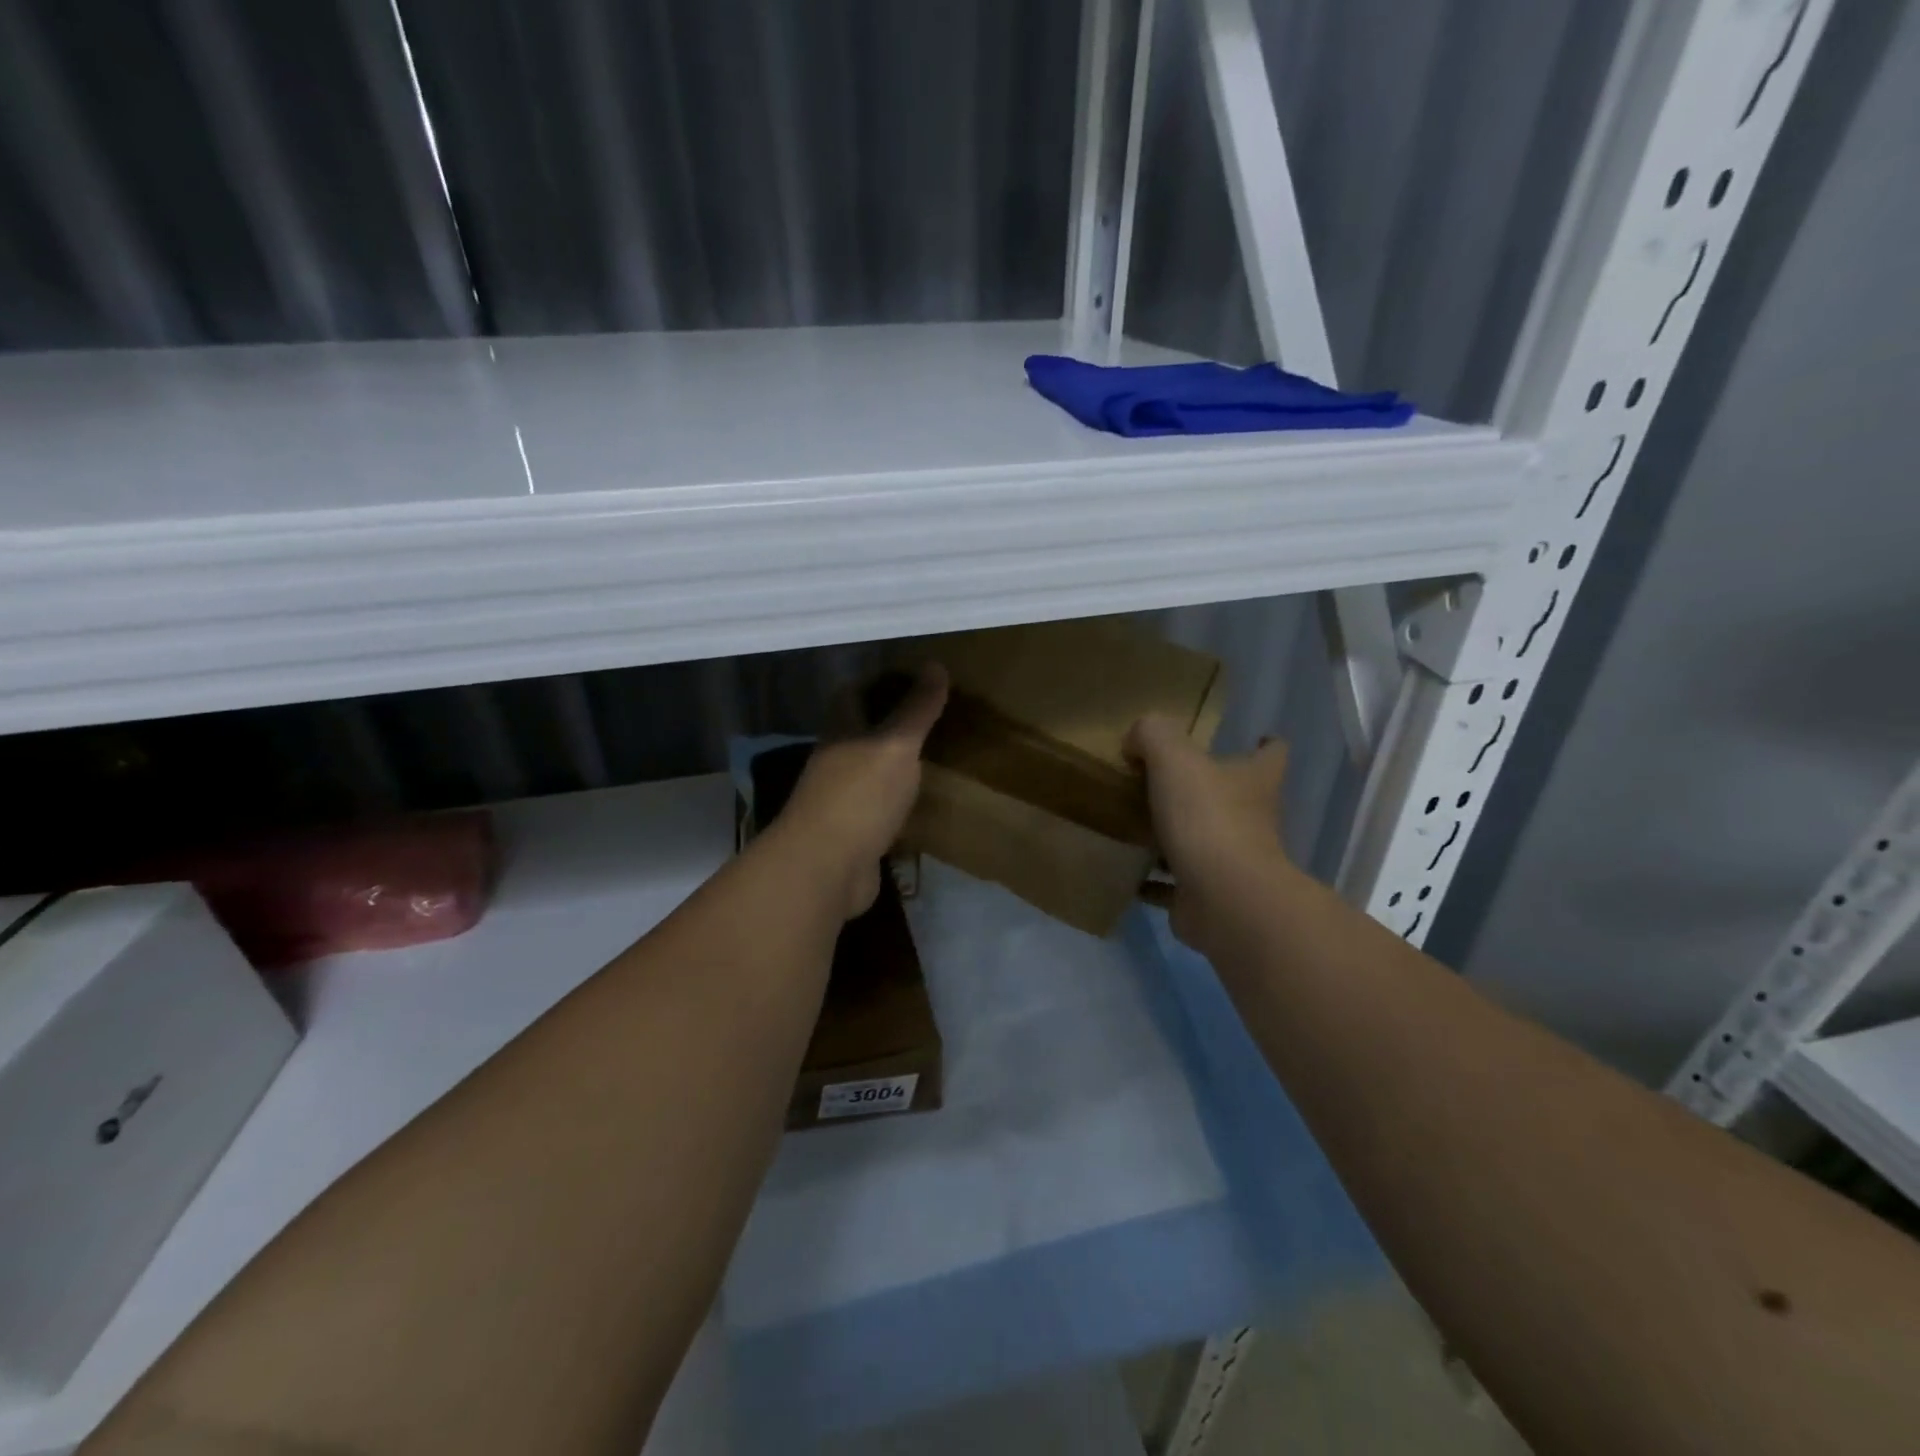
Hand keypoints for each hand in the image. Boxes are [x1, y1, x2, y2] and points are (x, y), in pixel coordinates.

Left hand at [773, 664, 948, 919]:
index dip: (879, 682)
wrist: (826, 869)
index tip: (914, 678)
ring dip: (892, 766)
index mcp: (840, 733)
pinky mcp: (851, 836)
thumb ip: (916, 709)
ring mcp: (840, 802)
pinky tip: (920, 805)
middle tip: (932, 719)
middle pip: (859, 734)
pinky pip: (877, 810)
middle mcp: (835, 762)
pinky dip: (896, 804)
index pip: (852, 694)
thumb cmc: (860, 796)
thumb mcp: (896, 744)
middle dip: (889, 725)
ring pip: (868, 773)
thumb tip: (935, 664)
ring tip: (932, 758)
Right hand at [1125, 714, 1292, 947]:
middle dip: (1209, 791)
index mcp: (1254, 781)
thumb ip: (1153, 735)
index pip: (1272, 755)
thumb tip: (1134, 744)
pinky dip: (1156, 881)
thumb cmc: (1209, 818)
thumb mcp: (1174, 757)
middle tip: (1167, 783)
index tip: (1253, 740)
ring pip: (1205, 843)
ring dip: (1179, 837)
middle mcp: (1253, 821)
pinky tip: (1129, 874)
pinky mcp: (1209, 897)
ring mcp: (1233, 863)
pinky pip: (1176, 885)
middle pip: (1237, 799)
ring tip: (1138, 826)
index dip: (1265, 746)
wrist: (1224, 898)